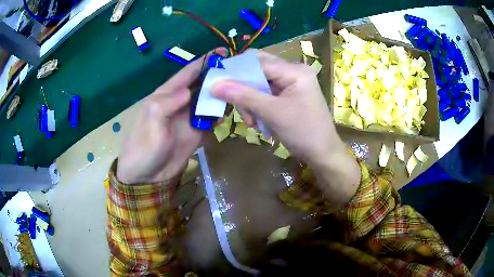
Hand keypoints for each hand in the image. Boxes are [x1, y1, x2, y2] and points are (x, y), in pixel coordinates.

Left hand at [117, 48, 226, 184]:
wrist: (146, 176)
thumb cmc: (143, 146)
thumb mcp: (151, 120)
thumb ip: (167, 102)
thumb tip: (189, 91)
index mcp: (166, 94)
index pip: (187, 73)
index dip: (203, 61)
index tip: (222, 52)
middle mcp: (179, 103)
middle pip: (201, 85)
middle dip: (217, 77)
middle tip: (239, 73)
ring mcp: (189, 118)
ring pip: (208, 102)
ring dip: (222, 97)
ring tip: (240, 92)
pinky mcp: (196, 133)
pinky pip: (210, 121)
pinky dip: (220, 117)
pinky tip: (229, 115)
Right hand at [211, 50, 360, 206]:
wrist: (322, 154)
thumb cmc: (303, 132)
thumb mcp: (272, 113)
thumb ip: (243, 96)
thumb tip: (214, 85)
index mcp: (294, 71)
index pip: (258, 62)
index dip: (236, 70)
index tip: (217, 83)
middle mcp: (292, 72)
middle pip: (257, 71)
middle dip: (244, 90)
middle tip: (239, 109)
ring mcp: (290, 85)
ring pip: (259, 85)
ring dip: (250, 102)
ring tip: (252, 122)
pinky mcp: (287, 96)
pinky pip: (265, 95)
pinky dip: (257, 108)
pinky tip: (259, 123)